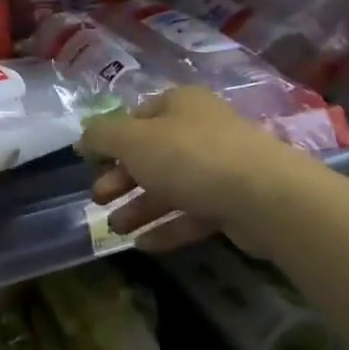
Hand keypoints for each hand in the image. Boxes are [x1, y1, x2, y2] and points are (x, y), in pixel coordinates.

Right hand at [78, 85, 309, 256]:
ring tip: (115, 229)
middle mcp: (202, 129)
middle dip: (121, 178)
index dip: (111, 139)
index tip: (90, 162)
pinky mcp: (235, 203)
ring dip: (140, 206)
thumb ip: (101, 137)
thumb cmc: (190, 156)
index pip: (137, 116)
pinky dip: (168, 226)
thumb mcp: (132, 140)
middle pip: (152, 153)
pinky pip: (193, 213)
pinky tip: (143, 245)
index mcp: (180, 104)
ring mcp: (222, 167)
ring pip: (172, 186)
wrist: (265, 197)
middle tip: (98, 198)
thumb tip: (82, 138)